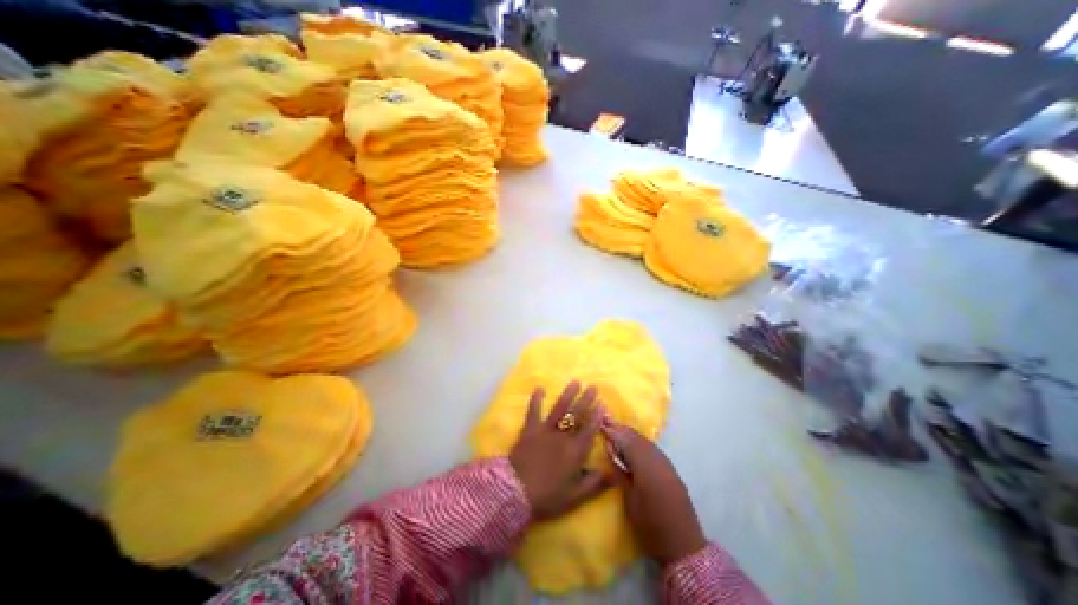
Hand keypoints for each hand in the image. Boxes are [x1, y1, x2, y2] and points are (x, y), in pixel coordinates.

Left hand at [511, 383, 609, 520]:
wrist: (516, 492)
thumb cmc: (548, 496)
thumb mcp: (575, 496)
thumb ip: (595, 484)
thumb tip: (614, 474)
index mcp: (575, 451)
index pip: (589, 430)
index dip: (597, 417)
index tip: (603, 404)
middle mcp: (562, 436)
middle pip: (576, 415)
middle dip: (586, 400)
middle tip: (593, 386)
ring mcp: (545, 430)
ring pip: (559, 409)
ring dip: (568, 395)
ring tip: (575, 382)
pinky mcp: (529, 430)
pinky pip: (533, 412)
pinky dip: (536, 400)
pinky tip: (539, 388)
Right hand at [603, 421, 713, 567]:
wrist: (684, 546)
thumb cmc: (651, 526)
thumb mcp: (630, 501)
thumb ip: (620, 474)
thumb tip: (611, 453)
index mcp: (646, 468)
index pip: (627, 442)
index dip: (613, 431)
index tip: (600, 422)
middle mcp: (657, 460)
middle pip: (637, 438)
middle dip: (621, 429)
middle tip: (606, 420)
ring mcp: (666, 464)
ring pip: (645, 441)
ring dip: (630, 434)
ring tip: (616, 429)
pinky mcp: (671, 469)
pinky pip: (652, 448)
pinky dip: (640, 442)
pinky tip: (633, 443)